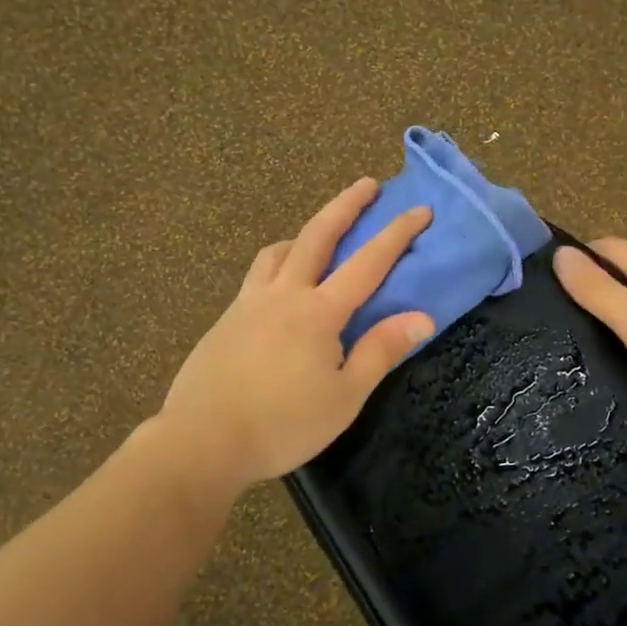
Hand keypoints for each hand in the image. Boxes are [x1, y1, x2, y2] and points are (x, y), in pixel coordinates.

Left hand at [157, 179, 435, 492]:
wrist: (203, 440)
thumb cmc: (283, 424)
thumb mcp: (344, 396)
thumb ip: (381, 351)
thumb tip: (423, 317)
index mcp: (318, 312)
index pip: (368, 262)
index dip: (397, 233)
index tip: (419, 209)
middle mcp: (283, 294)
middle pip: (316, 236)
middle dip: (345, 205)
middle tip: (366, 185)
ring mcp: (248, 304)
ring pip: (277, 251)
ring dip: (303, 234)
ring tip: (318, 237)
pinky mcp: (225, 320)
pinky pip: (256, 277)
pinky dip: (276, 264)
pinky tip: (279, 288)